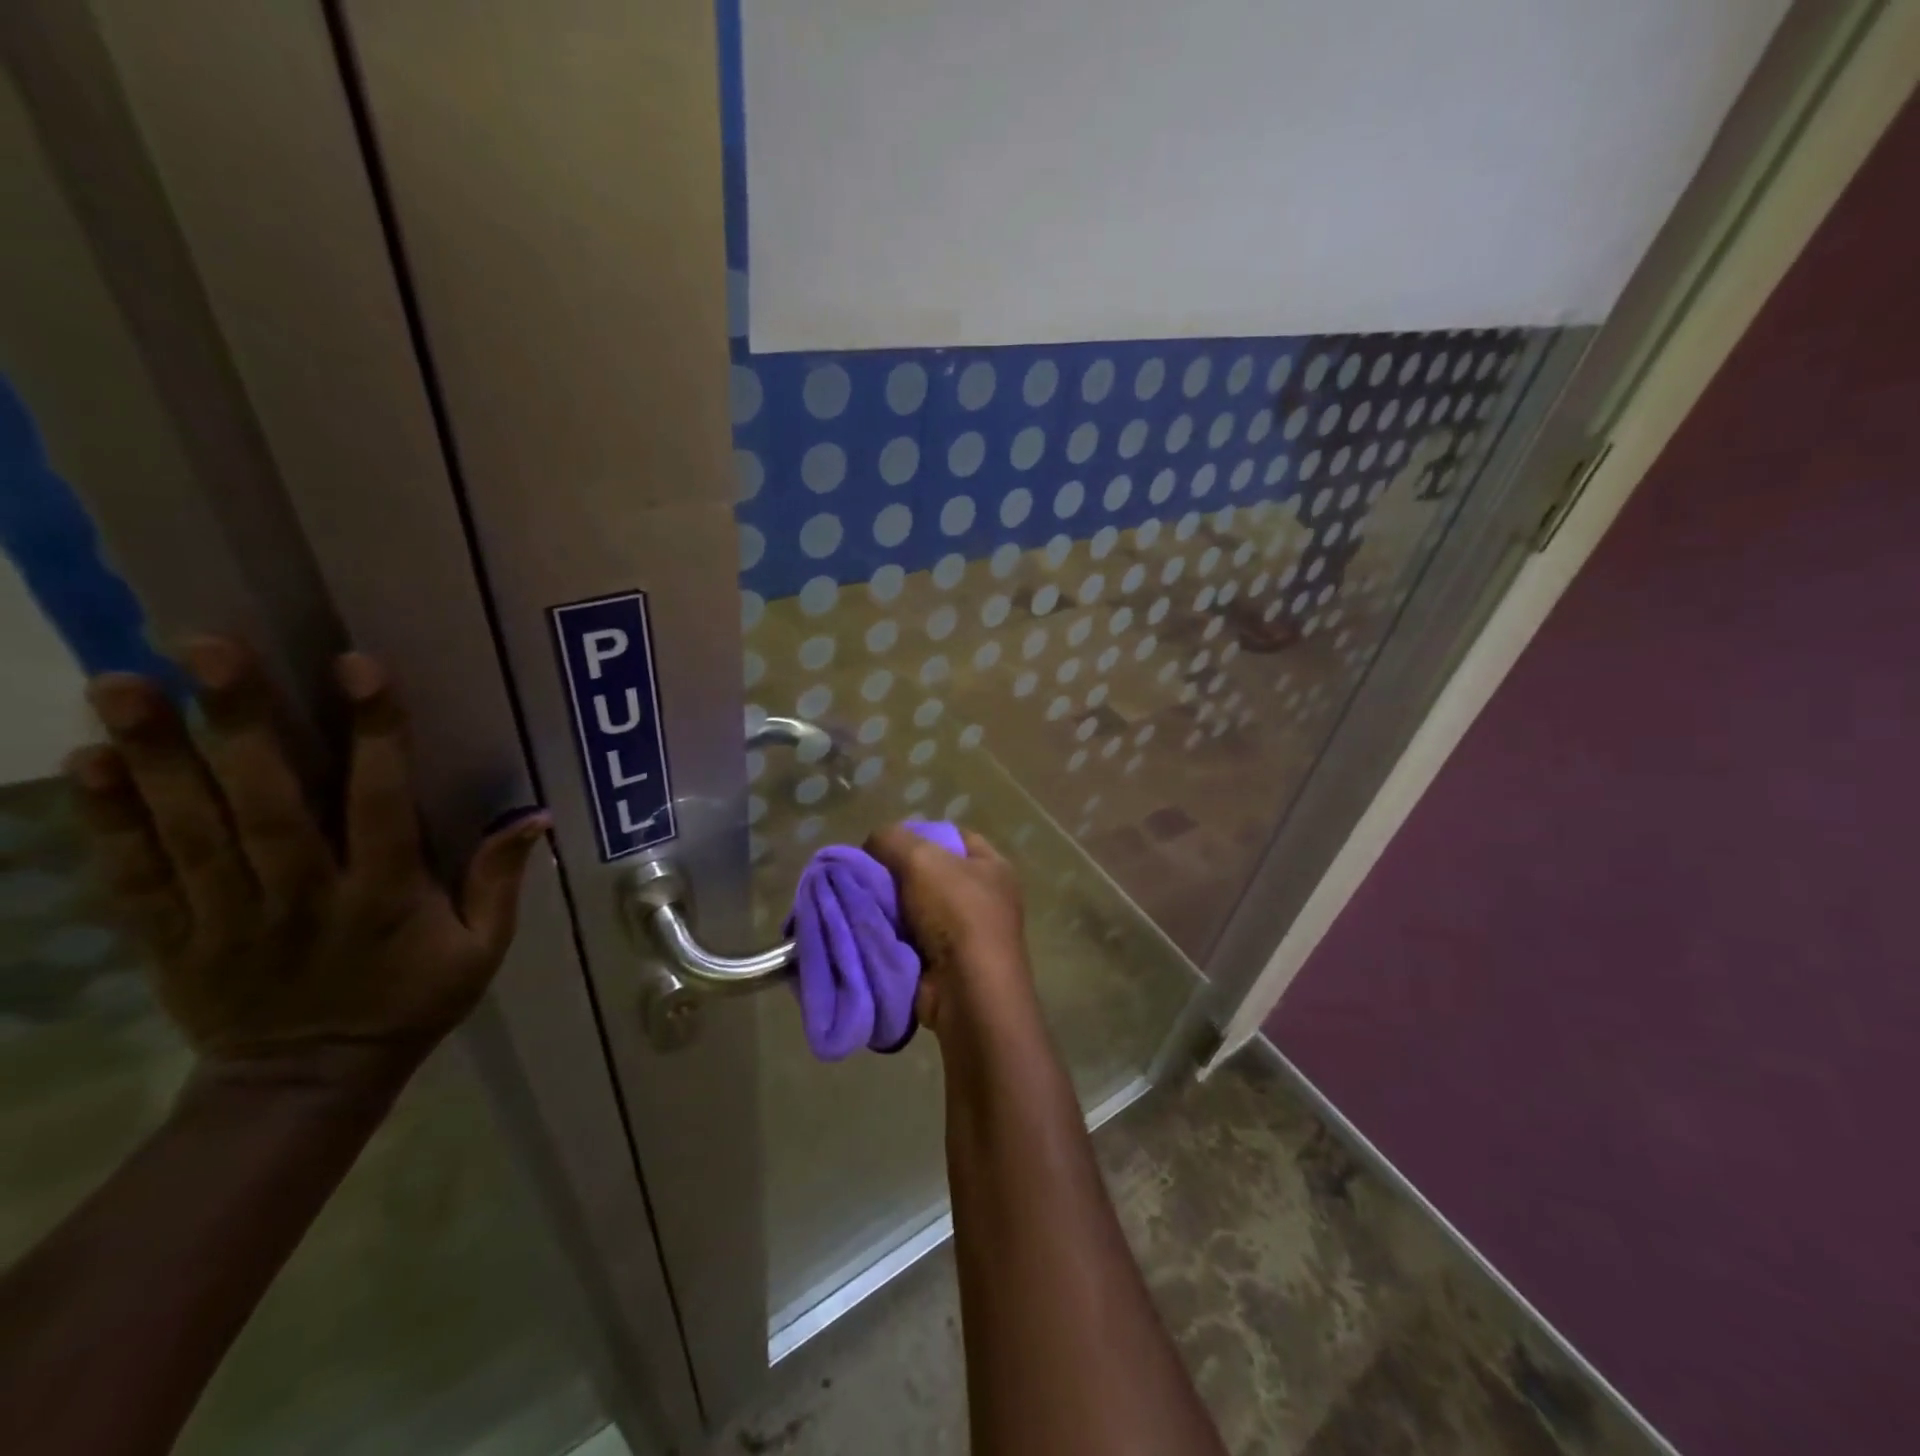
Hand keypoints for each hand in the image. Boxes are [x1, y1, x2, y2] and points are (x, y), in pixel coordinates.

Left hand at [68, 637, 548, 1079]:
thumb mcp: (481, 952)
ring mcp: (229, 916)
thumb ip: (500, 882)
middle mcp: (303, 896)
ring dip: (158, 755)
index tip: (357, 670)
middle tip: (208, 647)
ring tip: (123, 683)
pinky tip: (90, 763)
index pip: (380, 804)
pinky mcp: (174, 938)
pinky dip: (110, 821)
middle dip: (241, 723)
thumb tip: (535, 815)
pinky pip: (137, 875)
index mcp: (385, 897)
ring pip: (191, 829)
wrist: (305, 1085)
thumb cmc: (411, 1004)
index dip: (374, 735)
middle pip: (268, 804)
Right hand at [864, 822, 1033, 1038]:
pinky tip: (867, 932)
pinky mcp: (947, 966)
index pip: (953, 838)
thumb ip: (892, 840)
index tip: (886, 845)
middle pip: (931, 874)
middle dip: (897, 875)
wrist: (967, 992)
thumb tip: (873, 844)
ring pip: (917, 909)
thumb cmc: (956, 913)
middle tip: (864, 876)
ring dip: (890, 909)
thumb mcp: (921, 858)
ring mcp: (968, 935)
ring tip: (859, 904)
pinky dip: (891, 938)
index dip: (919, 835)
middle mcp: (985, 898)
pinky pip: (911, 941)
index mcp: (992, 867)